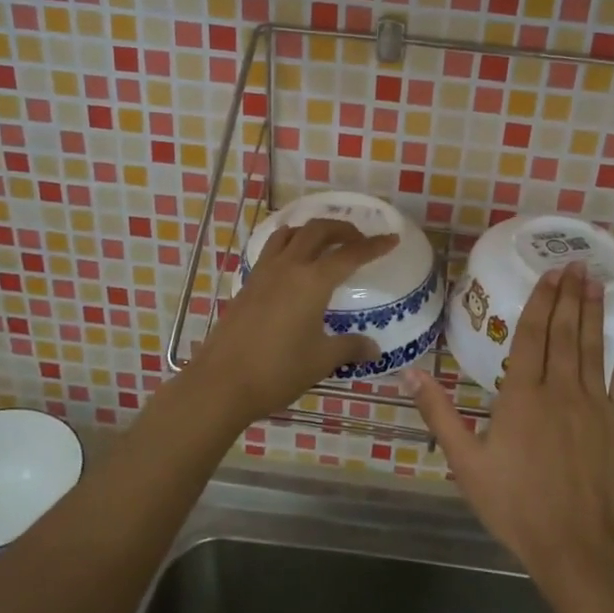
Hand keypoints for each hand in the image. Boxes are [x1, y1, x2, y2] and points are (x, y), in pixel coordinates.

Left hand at [187, 218, 399, 425]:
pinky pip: (272, 250)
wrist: (221, 383)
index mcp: (312, 281)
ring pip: (290, 234)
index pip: (350, 254)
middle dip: (343, 229)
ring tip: (326, 244)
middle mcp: (288, 267)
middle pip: (318, 231)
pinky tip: (293, 265)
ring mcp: (263, 273)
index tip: (392, 240)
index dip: (374, 246)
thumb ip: (350, 348)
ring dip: (312, 231)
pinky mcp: (247, 284)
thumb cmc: (277, 370)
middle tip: (359, 240)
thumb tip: (374, 349)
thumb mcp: (321, 360)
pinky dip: (289, 245)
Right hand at [407, 262, 613, 582]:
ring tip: (594, 279)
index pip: (532, 335)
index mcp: (521, 395)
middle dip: (568, 295)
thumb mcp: (465, 463)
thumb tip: (410, 372)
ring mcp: (596, 404)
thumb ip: (439, 413)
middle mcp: (561, 389)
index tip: (549, 274)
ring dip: (593, 310)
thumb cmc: (516, 506)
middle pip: (564, 332)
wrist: (578, 548)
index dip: (540, 302)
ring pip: (593, 346)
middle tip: (575, 262)